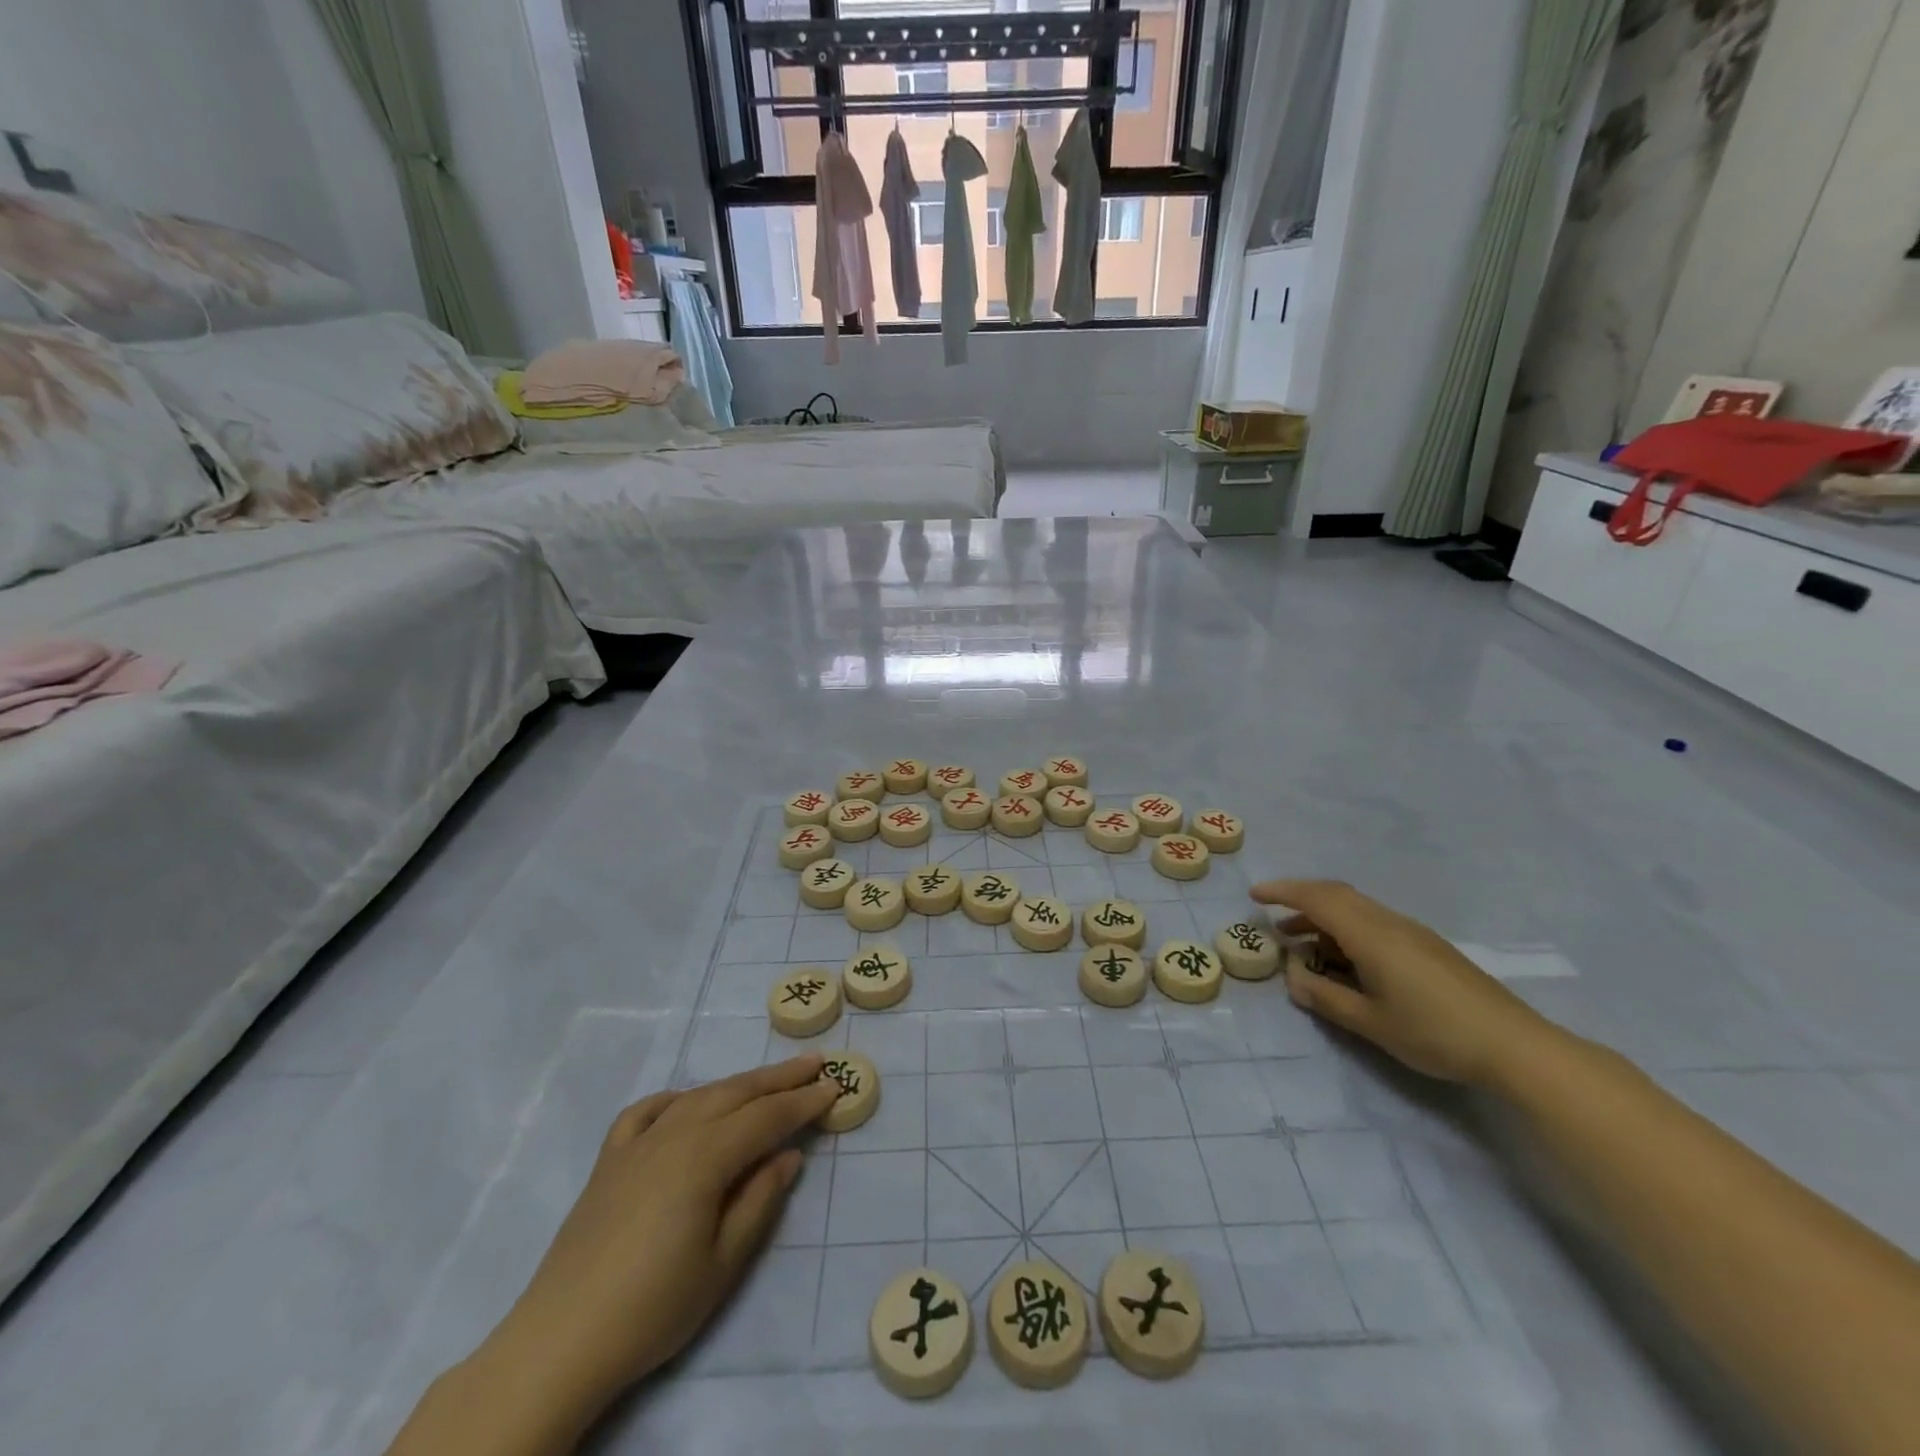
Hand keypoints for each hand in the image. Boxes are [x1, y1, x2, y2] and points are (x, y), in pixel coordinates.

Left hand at [479, 1056, 838, 1423]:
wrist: (560, 1342)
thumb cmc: (653, 1307)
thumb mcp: (723, 1263)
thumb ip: (760, 1200)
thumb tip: (788, 1154)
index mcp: (705, 1157)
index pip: (767, 1117)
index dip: (803, 1102)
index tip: (835, 1086)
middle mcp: (673, 1134)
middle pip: (736, 1093)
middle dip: (779, 1078)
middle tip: (814, 1063)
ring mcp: (637, 1144)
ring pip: (698, 1096)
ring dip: (738, 1084)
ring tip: (767, 1079)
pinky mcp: (609, 1160)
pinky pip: (646, 1112)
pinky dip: (674, 1099)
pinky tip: (686, 1104)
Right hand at [1250, 879, 1549, 1086]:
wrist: (1515, 1046)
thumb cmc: (1435, 1033)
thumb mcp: (1371, 1023)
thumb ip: (1326, 998)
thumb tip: (1293, 977)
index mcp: (1371, 935)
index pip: (1317, 898)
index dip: (1283, 892)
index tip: (1255, 896)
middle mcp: (1389, 922)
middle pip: (1337, 895)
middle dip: (1300, 901)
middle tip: (1272, 920)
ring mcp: (1412, 932)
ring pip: (1357, 908)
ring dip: (1324, 917)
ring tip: (1302, 945)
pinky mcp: (1427, 946)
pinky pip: (1374, 922)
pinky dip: (1346, 929)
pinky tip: (1345, 959)